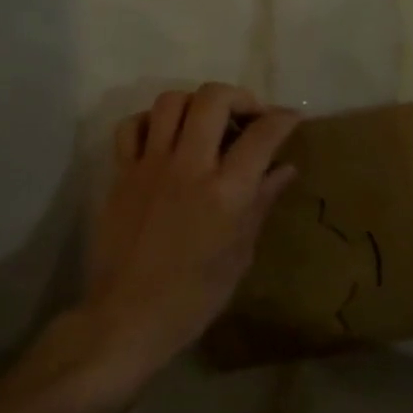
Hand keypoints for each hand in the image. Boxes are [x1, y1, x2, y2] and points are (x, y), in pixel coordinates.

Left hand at [81, 83, 300, 378]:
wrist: (128, 316)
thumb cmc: (193, 297)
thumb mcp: (239, 255)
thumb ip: (261, 203)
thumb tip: (285, 168)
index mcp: (225, 193)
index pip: (261, 135)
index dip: (282, 118)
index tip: (290, 118)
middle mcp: (188, 167)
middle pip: (212, 98)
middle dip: (239, 96)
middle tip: (247, 116)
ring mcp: (150, 166)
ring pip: (170, 101)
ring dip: (194, 103)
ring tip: (205, 122)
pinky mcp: (121, 173)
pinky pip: (131, 126)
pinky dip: (150, 121)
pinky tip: (163, 137)